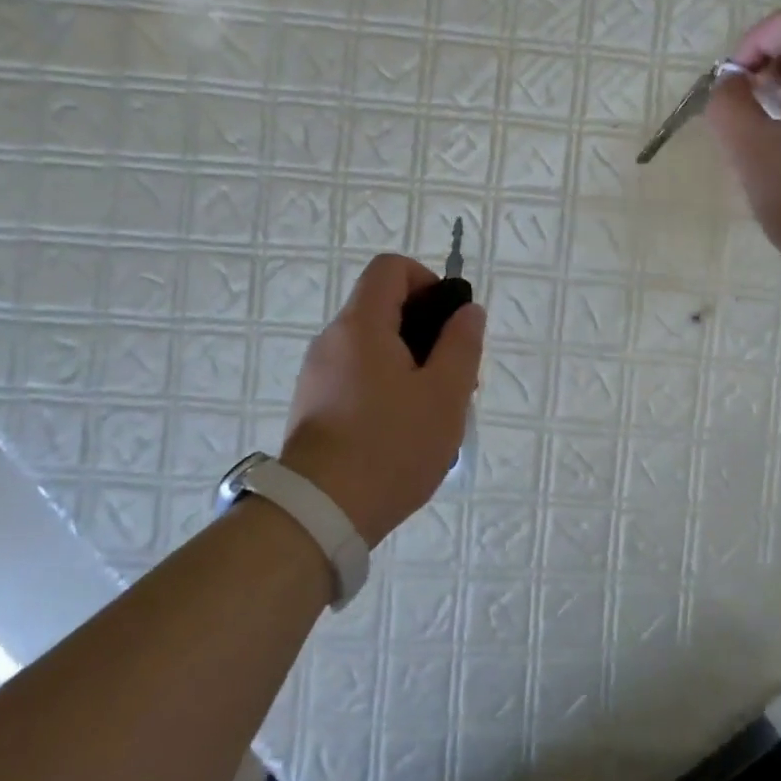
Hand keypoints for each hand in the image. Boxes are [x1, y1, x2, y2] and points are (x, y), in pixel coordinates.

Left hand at [278, 254, 484, 544]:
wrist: (320, 513)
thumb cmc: (391, 445)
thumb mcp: (445, 394)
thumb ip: (462, 344)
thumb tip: (468, 311)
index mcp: (361, 325)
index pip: (390, 268)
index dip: (426, 280)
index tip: (449, 321)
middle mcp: (332, 340)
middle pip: (383, 309)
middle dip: (426, 332)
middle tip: (454, 377)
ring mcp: (317, 374)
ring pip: (372, 347)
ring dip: (409, 364)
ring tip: (433, 411)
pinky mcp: (312, 405)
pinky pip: (356, 376)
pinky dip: (385, 387)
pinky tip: (403, 431)